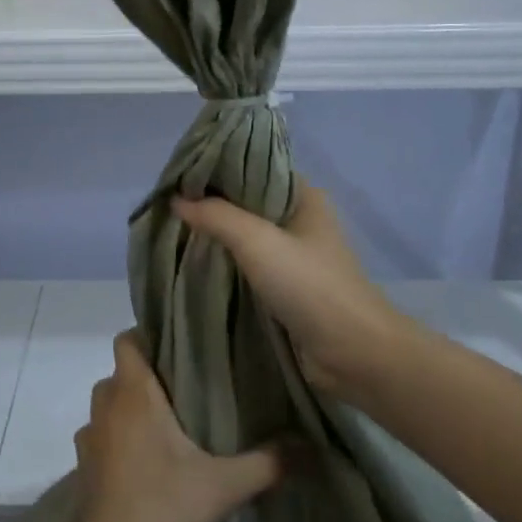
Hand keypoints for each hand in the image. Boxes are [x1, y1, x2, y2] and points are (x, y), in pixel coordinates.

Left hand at [67, 332, 283, 521]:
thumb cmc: (163, 512)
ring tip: (173, 420)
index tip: (181, 344)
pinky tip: (151, 460)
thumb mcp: (224, 486)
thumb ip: (268, 462)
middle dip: (149, 374)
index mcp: (133, 396)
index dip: (147, 335)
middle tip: (190, 384)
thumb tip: (311, 446)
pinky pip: (104, 436)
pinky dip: (122, 437)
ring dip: (133, 407)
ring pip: (110, 405)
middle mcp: (106, 409)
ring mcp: (91, 440)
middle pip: (121, 372)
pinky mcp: (86, 470)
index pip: (126, 341)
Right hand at [172, 184, 413, 399]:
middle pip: (248, 203)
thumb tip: (176, 199)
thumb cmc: (309, 285)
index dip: (217, 169)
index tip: (178, 175)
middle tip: (168, 205)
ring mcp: (295, 255)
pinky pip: (249, 266)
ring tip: (174, 231)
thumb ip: (216, 216)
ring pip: (246, 236)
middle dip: (211, 204)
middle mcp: (300, 220)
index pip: (254, 169)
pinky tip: (196, 262)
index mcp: (303, 196)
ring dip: (216, 236)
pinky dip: (226, 263)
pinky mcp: (288, 288)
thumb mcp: (258, 241)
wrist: (353, 353)